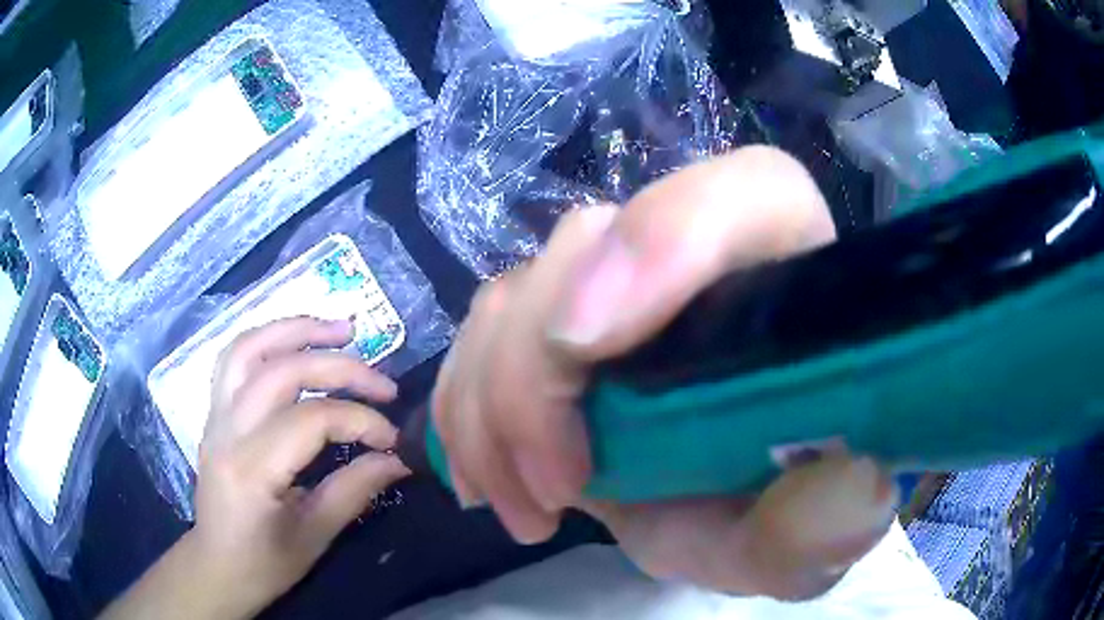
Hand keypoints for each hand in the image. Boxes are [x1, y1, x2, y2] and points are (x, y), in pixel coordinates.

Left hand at [103, 318, 409, 619]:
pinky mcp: (214, 412)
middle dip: (341, 369)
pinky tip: (294, 342)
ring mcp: (215, 416)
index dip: (360, 421)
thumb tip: (398, 459)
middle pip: (283, 373)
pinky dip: (267, 340)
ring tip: (340, 330)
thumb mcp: (315, 537)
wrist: (217, 565)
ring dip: (297, 329)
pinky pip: (234, 358)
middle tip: (384, 385)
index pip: (311, 420)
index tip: (392, 440)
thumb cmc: (265, 563)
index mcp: (251, 470)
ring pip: (250, 348)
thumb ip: (355, 490)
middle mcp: (226, 431)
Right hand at [432, 147, 897, 600]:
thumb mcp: (797, 540)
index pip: (752, 192)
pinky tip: (488, 478)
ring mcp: (613, 284)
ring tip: (529, 505)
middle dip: (539, 374)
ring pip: (514, 292)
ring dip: (492, 409)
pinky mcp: (551, 319)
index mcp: (789, 281)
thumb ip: (826, 529)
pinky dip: (464, 409)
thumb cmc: (770, 511)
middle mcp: (697, 259)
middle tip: (557, 487)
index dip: (668, 236)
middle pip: (590, 243)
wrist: (714, 515)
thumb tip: (854, 492)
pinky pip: (477, 334)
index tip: (590, 346)